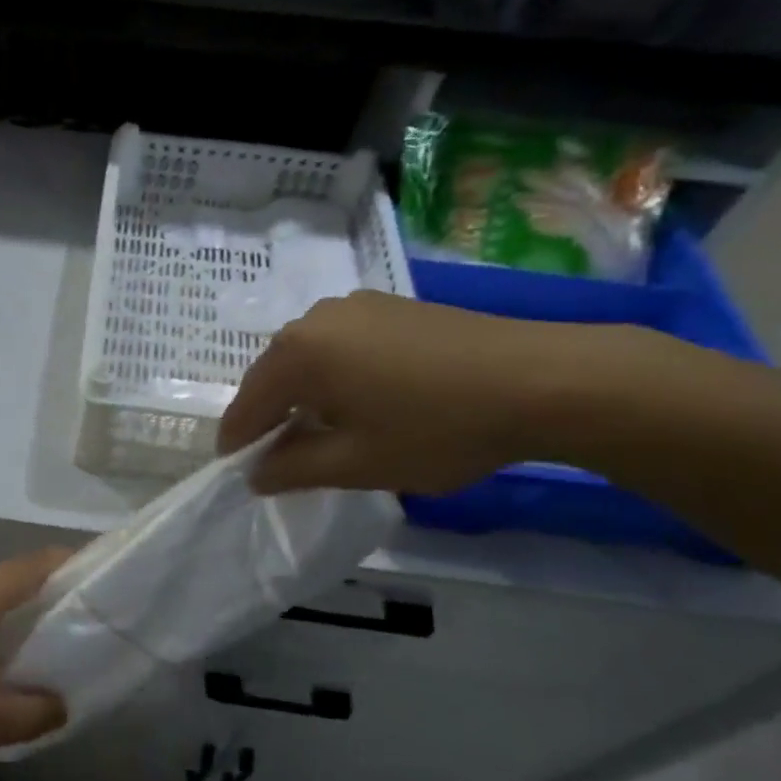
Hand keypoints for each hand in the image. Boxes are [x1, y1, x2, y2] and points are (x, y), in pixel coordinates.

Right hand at [218, 290, 586, 494]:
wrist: (542, 380)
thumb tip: (256, 474)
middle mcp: (316, 319)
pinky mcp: (391, 306)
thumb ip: (293, 469)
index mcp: (298, 353)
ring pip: (308, 358)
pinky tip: (361, 400)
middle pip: (273, 376)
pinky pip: (341, 345)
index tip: (238, 473)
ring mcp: (356, 306)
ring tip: (321, 431)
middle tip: (278, 458)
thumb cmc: (437, 428)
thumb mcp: (357, 464)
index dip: (238, 443)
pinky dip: (335, 375)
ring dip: (303, 395)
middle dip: (270, 418)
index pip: (247, 405)